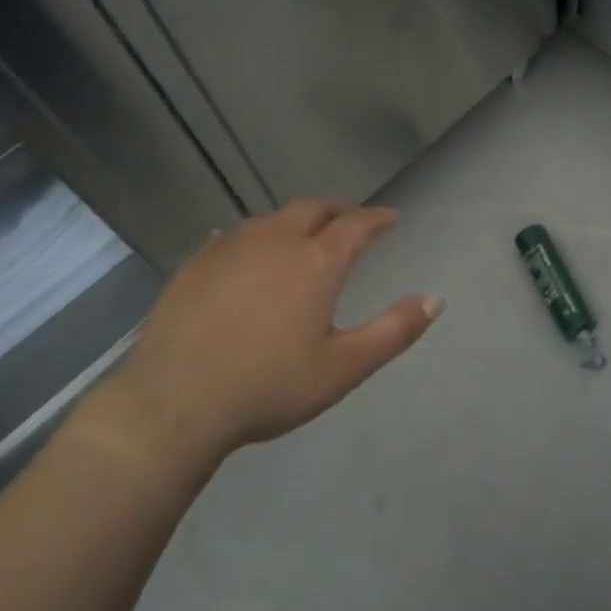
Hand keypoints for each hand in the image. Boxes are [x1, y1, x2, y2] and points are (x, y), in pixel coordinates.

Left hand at [83, 201, 441, 470]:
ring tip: (303, 235)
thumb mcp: (343, 368)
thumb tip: (436, 299)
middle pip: (313, 209)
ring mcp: (231, 247)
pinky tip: (247, 251)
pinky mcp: (196, 262)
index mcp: (316, 262)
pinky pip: (233, 235)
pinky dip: (254, 237)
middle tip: (350, 220)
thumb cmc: (268, 386)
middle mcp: (276, 240)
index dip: (377, 218)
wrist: (175, 401)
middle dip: (338, 210)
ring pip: (272, 218)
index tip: (390, 217)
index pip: (356, 224)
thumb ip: (393, 331)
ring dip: (296, 221)